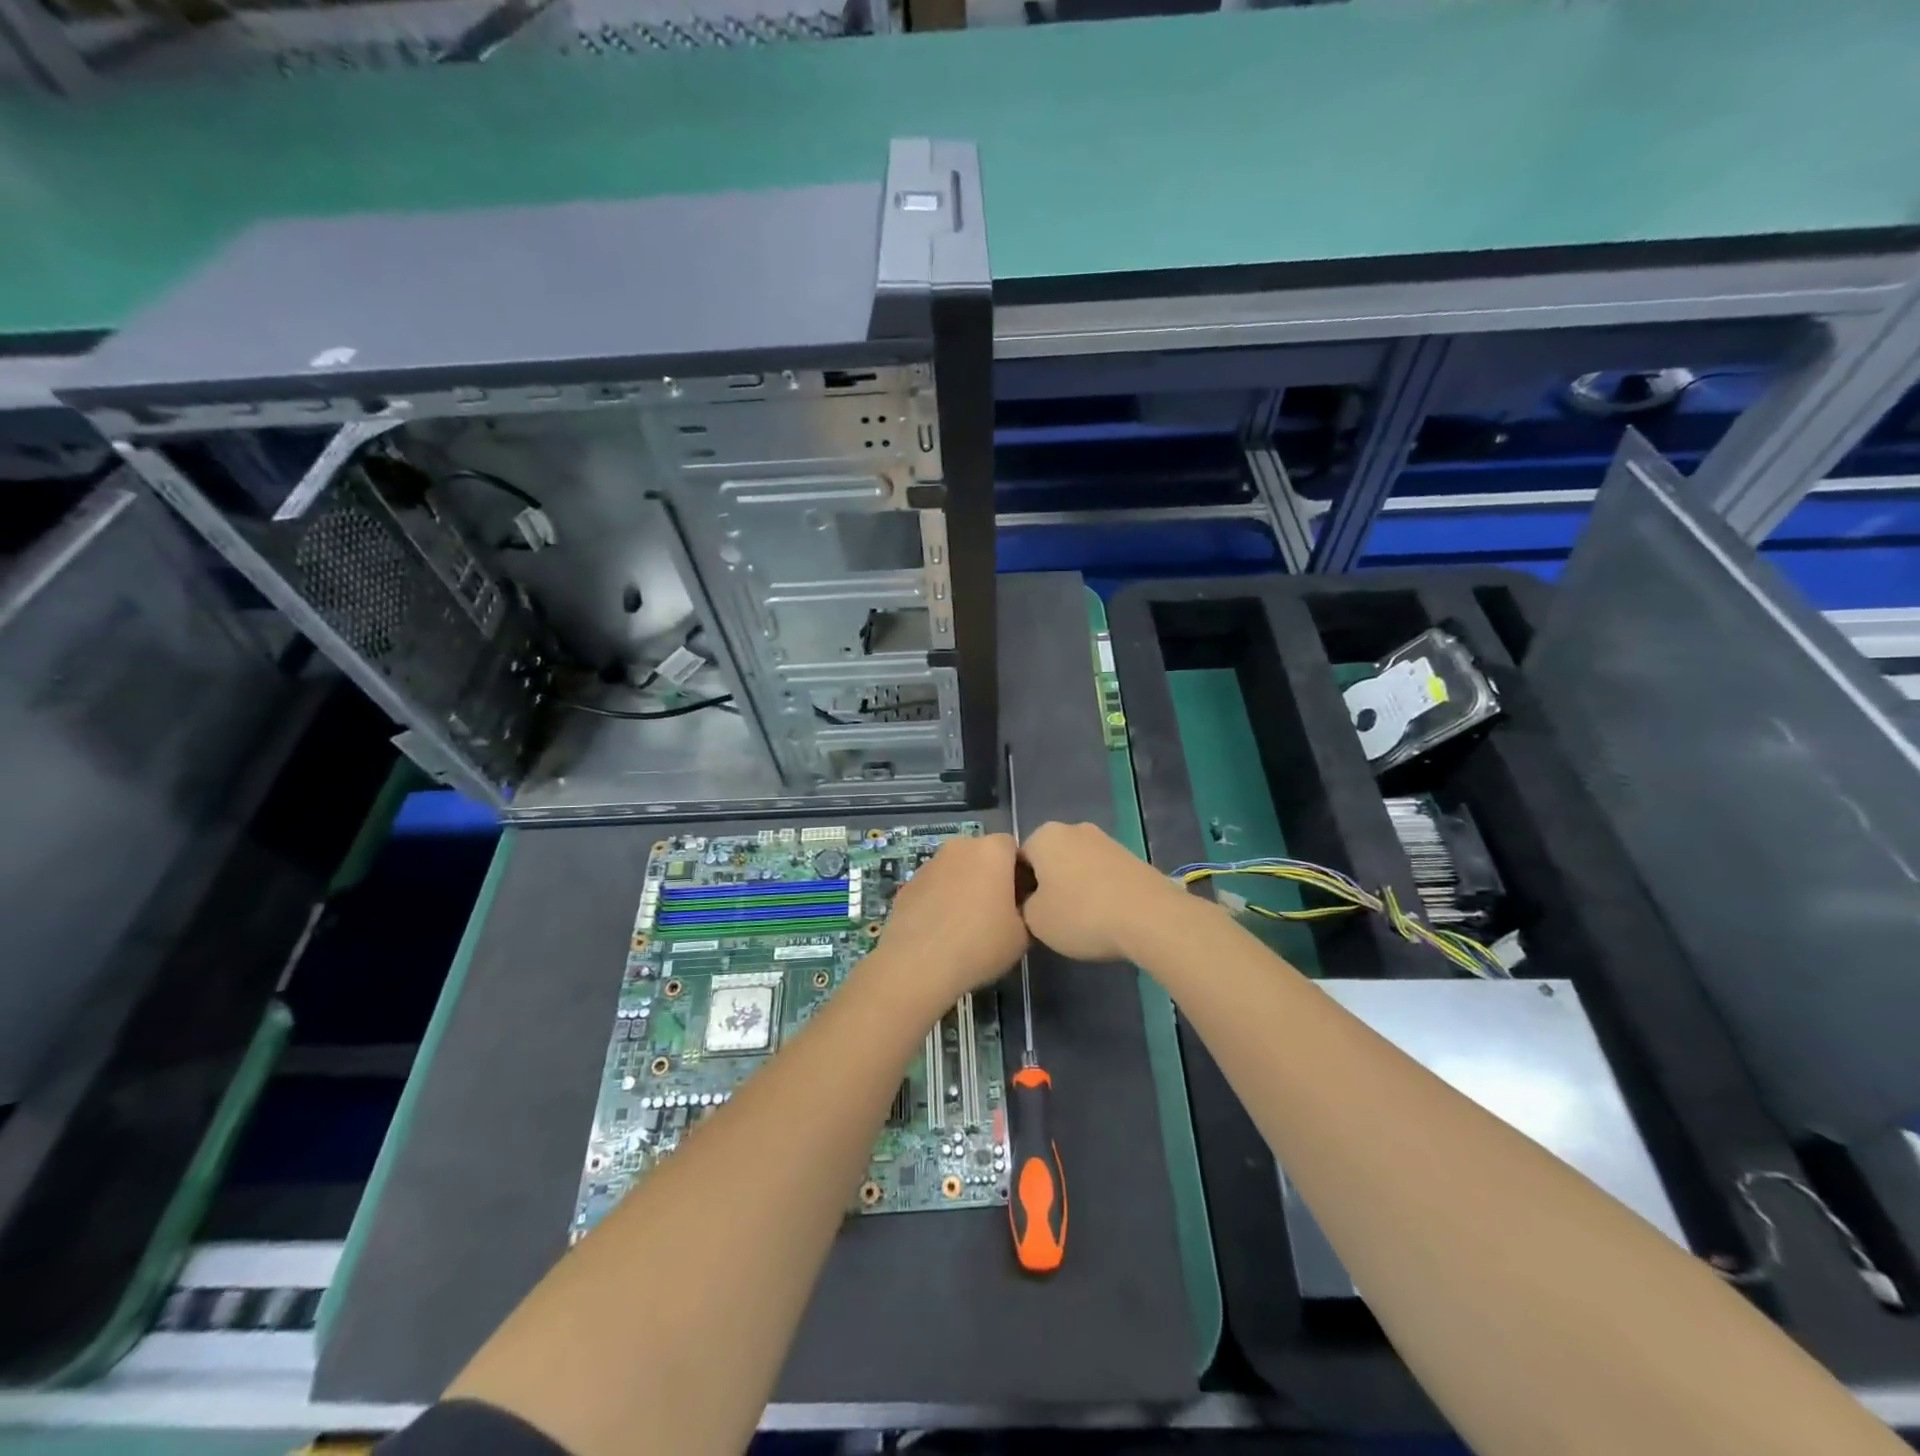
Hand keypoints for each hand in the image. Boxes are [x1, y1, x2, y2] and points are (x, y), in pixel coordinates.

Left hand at [865, 833, 1027, 1009]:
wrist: (918, 964)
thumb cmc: (980, 944)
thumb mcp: (1023, 935)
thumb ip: (1026, 910)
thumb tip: (1017, 908)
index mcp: (991, 851)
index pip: (1012, 847)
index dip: (1018, 871)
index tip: (1019, 899)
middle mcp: (959, 847)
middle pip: (981, 855)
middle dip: (989, 876)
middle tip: (995, 911)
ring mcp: (929, 864)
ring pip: (955, 870)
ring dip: (962, 887)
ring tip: (965, 924)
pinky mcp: (908, 885)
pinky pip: (933, 887)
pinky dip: (940, 900)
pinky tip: (941, 931)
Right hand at [1019, 821, 1188, 961]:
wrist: (1151, 917)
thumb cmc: (1082, 914)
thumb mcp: (1035, 920)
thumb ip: (1024, 906)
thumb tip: (1033, 902)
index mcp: (1044, 836)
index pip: (1018, 861)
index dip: (1018, 889)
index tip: (1026, 915)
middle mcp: (1073, 829)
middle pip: (1049, 859)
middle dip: (1047, 885)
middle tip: (1050, 918)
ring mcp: (1106, 840)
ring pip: (1077, 866)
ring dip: (1074, 888)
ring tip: (1081, 921)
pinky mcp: (1131, 856)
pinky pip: (1102, 874)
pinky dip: (1099, 891)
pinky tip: (1105, 917)